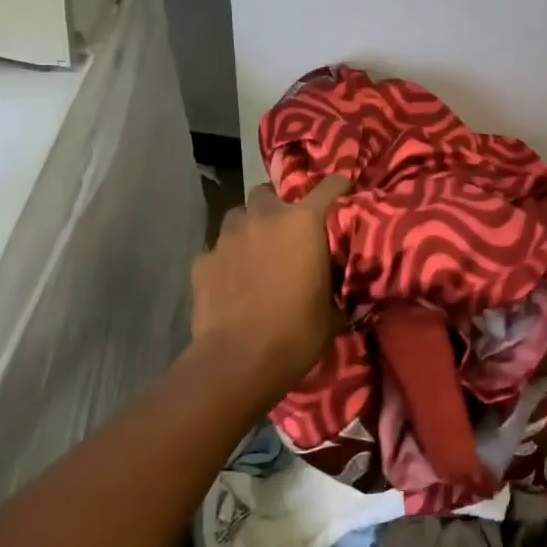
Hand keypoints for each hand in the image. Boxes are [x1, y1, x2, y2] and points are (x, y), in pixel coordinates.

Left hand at [191, 176, 349, 395]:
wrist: (239, 360)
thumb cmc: (297, 333)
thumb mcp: (332, 311)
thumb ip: (335, 285)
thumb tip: (341, 288)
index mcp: (303, 224)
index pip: (329, 186)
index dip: (339, 186)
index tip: (344, 190)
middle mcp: (263, 219)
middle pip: (267, 192)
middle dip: (275, 207)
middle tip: (284, 232)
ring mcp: (227, 237)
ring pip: (237, 217)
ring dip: (248, 229)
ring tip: (254, 253)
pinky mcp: (202, 261)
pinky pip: (216, 250)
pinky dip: (226, 260)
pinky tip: (230, 282)